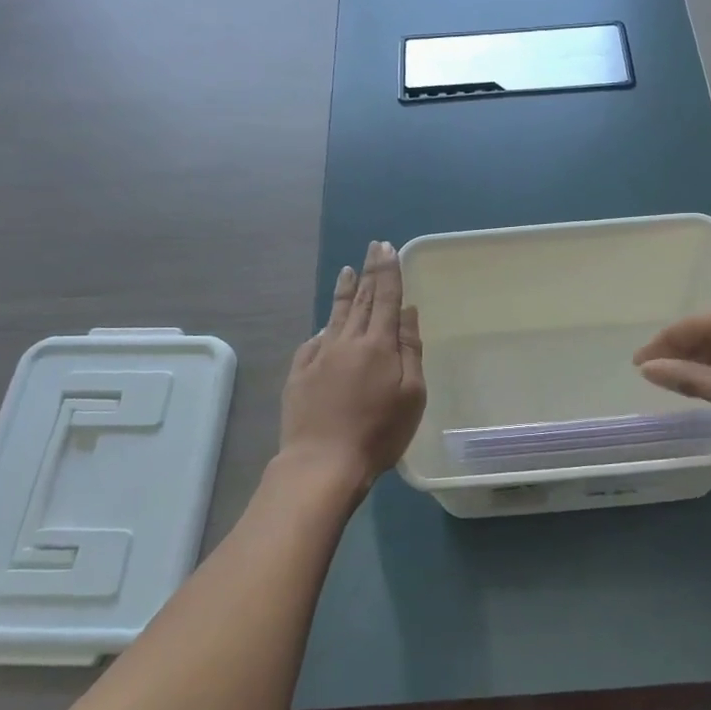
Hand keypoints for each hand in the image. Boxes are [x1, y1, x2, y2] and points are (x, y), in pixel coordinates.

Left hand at [279, 240, 425, 490]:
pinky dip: (324, 327)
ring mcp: (319, 355)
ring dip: (345, 291)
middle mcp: (347, 341)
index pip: (386, 298)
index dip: (388, 271)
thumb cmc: (379, 432)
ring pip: (336, 315)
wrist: (322, 462)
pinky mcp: (299, 373)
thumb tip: (407, 312)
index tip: (387, 247)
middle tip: (373, 247)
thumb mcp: (411, 395)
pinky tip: (326, 324)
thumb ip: (410, 350)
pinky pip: (314, 341)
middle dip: (369, 272)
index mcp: (378, 345)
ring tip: (347, 271)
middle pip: (362, 301)